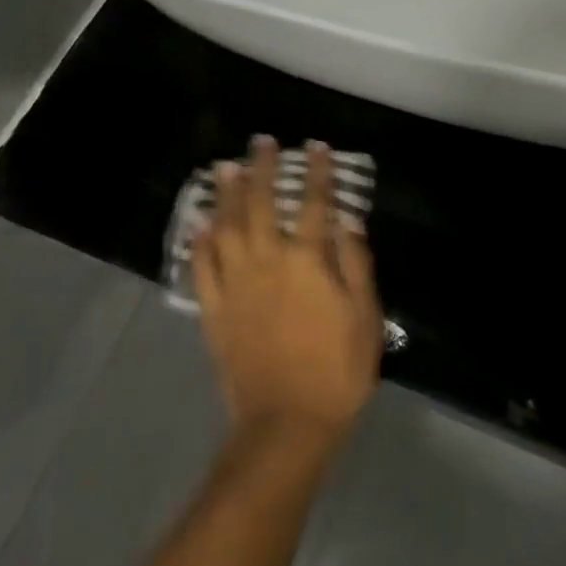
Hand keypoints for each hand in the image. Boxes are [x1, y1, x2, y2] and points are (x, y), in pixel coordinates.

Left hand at [193, 138, 381, 453]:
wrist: (286, 423)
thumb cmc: (336, 370)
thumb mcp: (364, 317)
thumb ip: (356, 264)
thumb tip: (348, 220)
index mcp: (307, 261)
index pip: (315, 204)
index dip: (318, 173)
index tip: (317, 147)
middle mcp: (267, 261)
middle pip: (262, 204)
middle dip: (263, 169)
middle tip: (261, 142)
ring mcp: (236, 284)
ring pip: (227, 227)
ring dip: (226, 194)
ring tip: (225, 168)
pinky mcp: (214, 309)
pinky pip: (203, 267)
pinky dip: (200, 242)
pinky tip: (200, 224)